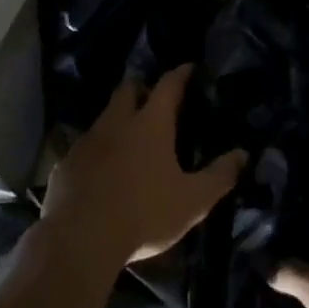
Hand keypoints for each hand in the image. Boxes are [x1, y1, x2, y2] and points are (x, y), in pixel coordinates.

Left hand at [42, 65, 245, 269]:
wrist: (80, 239)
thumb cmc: (144, 214)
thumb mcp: (193, 201)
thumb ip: (220, 176)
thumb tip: (243, 154)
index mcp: (150, 124)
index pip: (168, 85)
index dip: (180, 74)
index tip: (189, 68)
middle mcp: (116, 123)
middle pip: (127, 90)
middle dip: (142, 88)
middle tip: (155, 99)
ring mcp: (86, 142)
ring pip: (104, 117)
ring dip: (118, 119)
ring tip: (131, 136)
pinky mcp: (65, 164)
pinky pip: (85, 147)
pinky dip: (98, 150)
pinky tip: (103, 169)